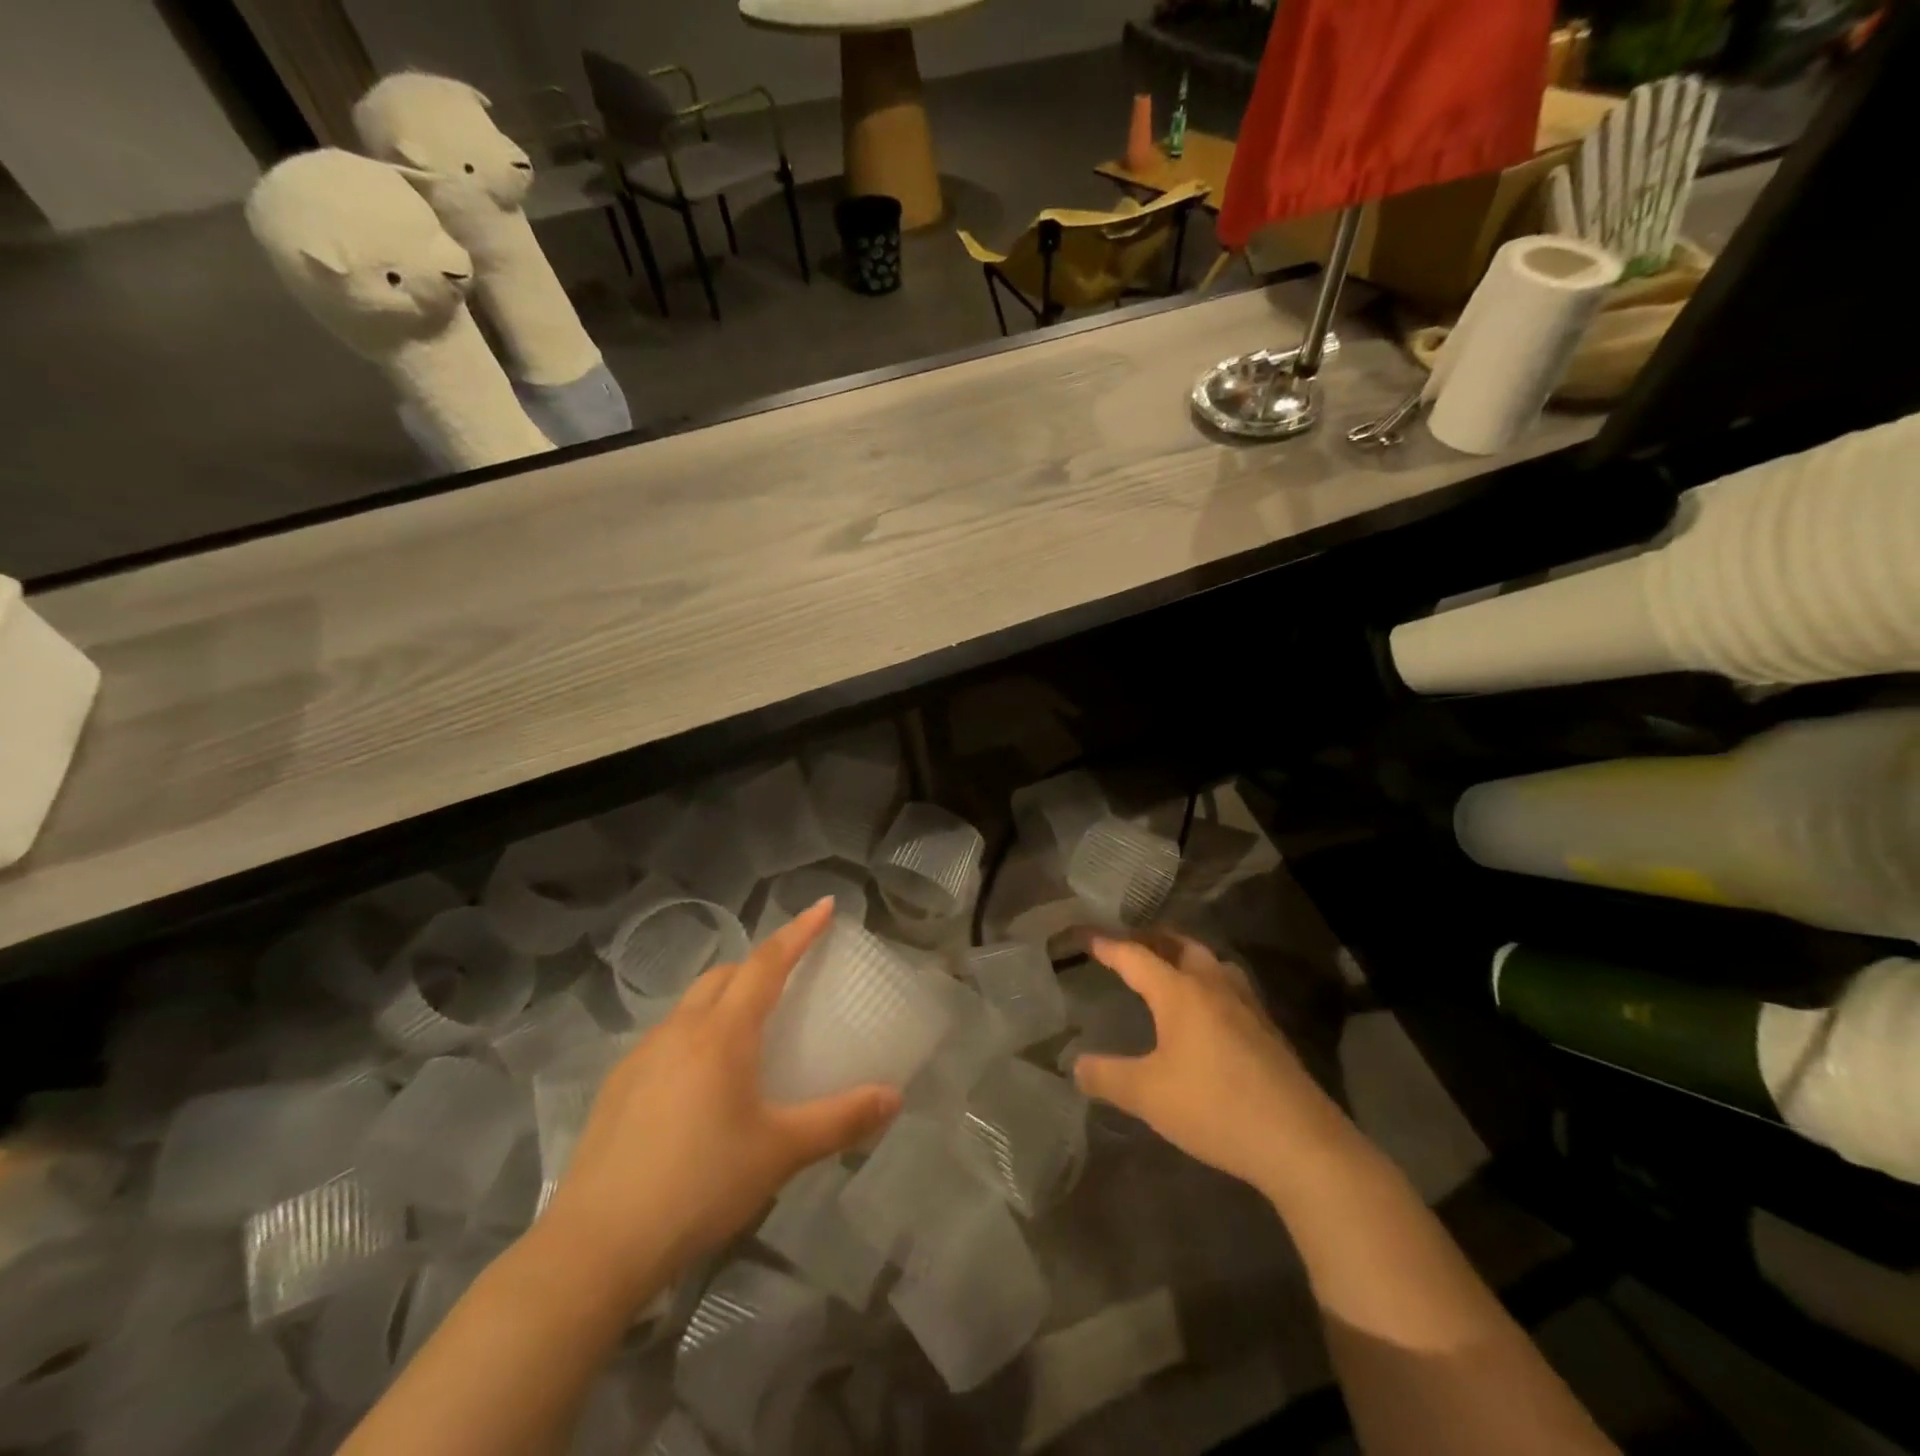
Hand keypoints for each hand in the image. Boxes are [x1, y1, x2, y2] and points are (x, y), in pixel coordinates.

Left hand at [541, 900, 900, 1303]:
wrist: (597, 1245)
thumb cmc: (700, 1186)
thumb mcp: (780, 1153)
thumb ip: (840, 1120)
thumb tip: (894, 1098)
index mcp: (723, 1033)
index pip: (767, 962)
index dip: (799, 931)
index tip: (824, 905)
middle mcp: (680, 1030)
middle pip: (725, 975)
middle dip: (759, 964)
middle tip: (790, 977)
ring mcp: (641, 1056)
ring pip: (691, 1006)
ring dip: (724, 1000)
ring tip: (747, 1034)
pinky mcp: (617, 1086)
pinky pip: (666, 1040)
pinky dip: (694, 1037)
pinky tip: (699, 1085)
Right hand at [1070, 932, 1356, 1199]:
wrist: (1300, 1142)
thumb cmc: (1215, 1107)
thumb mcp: (1148, 1095)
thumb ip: (1107, 1076)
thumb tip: (1075, 1065)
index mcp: (1180, 992)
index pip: (1135, 956)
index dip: (1108, 946)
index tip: (1087, 936)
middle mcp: (1214, 986)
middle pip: (1181, 946)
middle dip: (1153, 939)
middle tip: (1130, 942)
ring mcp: (1247, 1006)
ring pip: (1212, 964)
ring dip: (1187, 957)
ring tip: (1169, 967)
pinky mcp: (1268, 1030)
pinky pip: (1231, 988)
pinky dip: (1209, 983)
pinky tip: (1208, 1011)